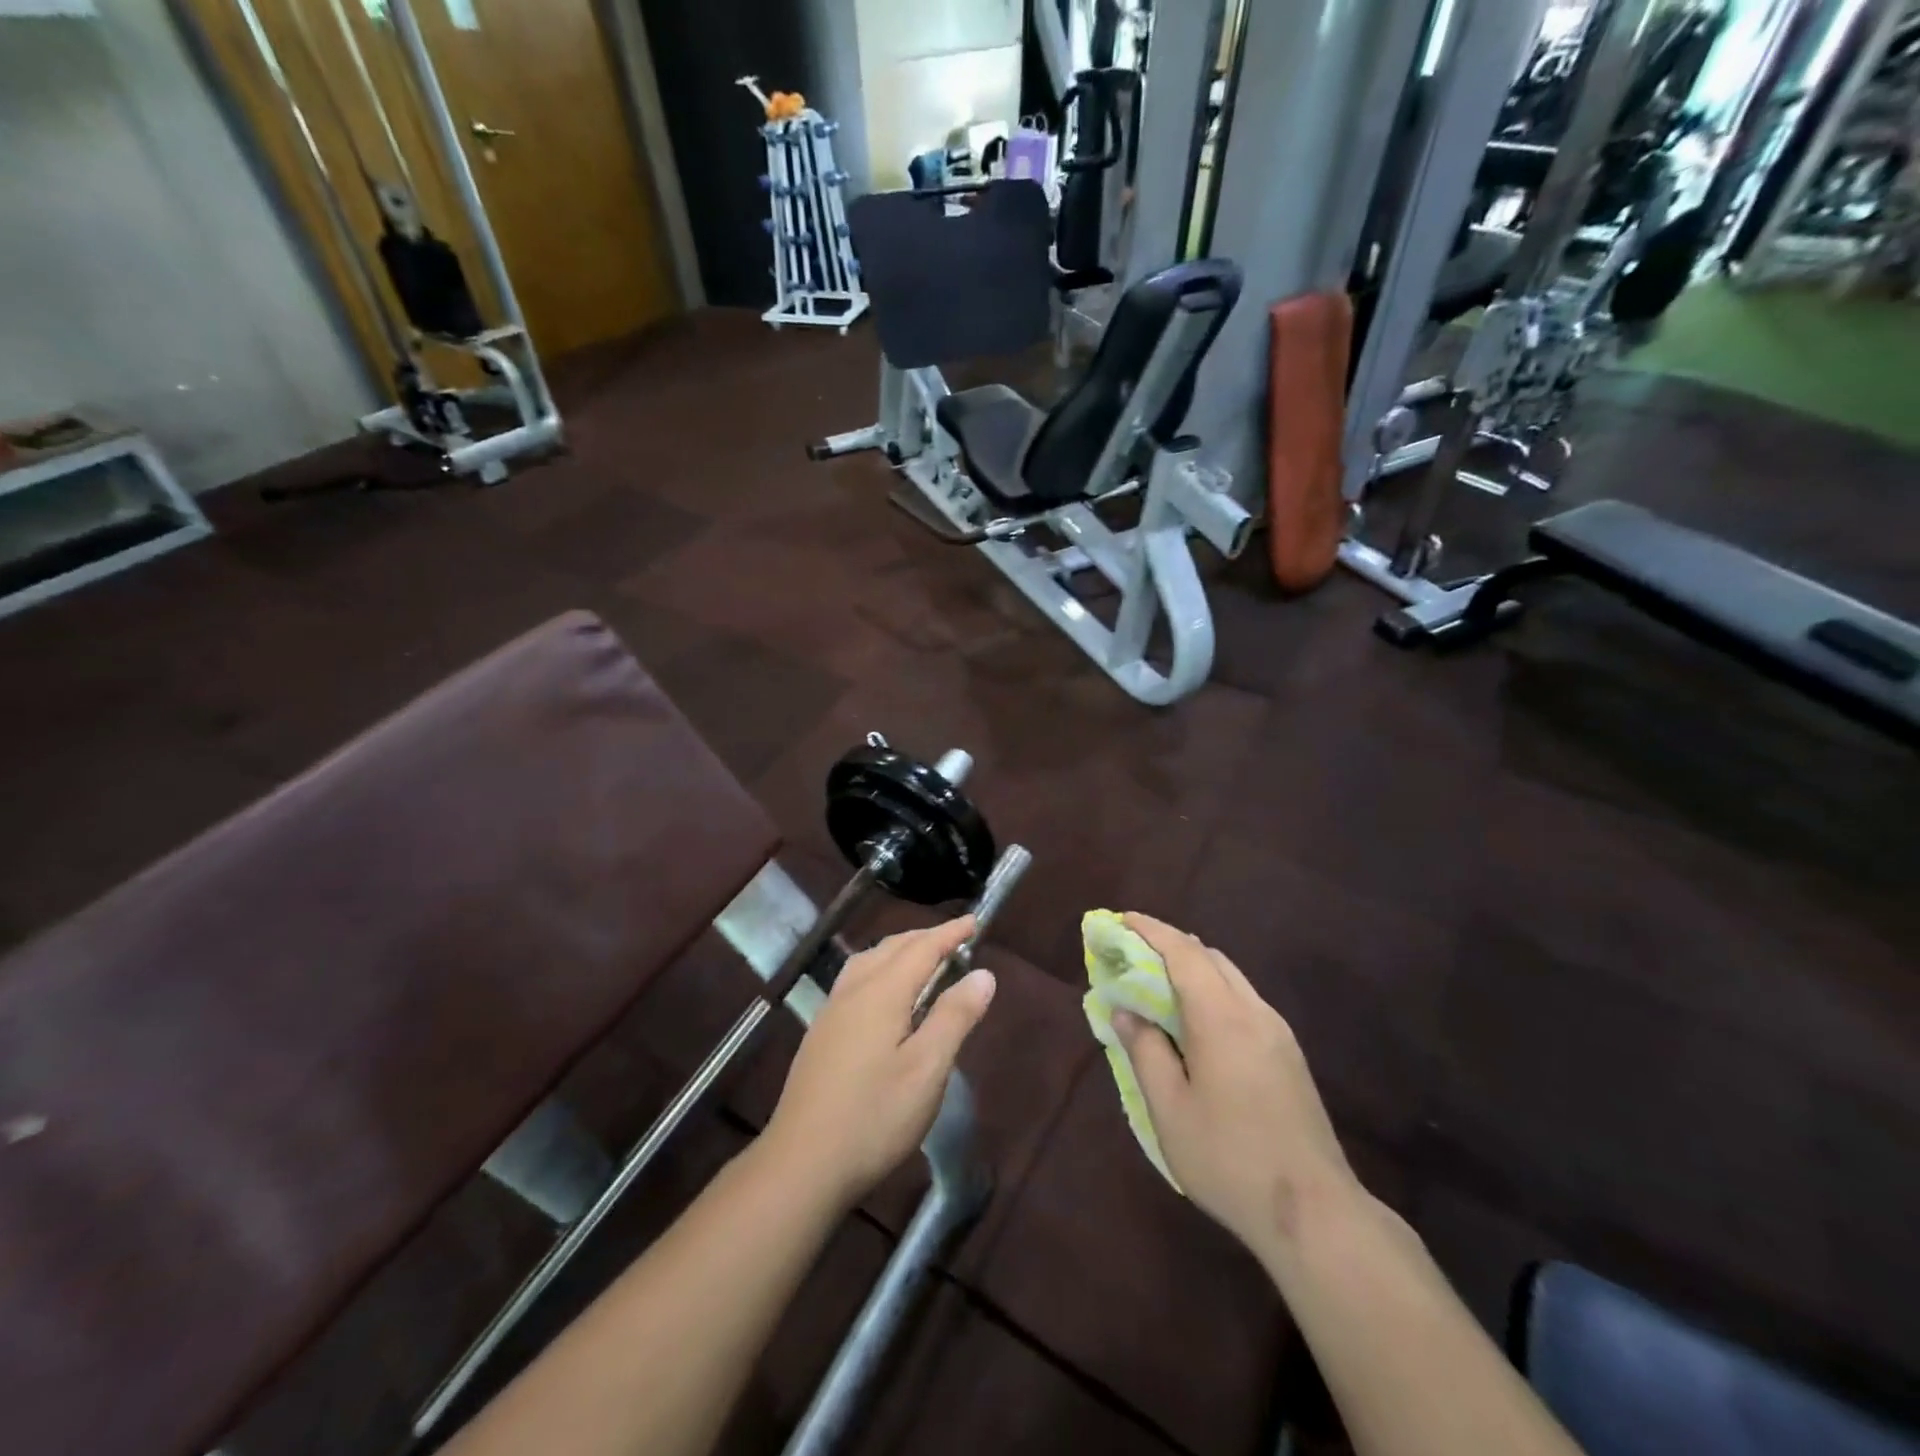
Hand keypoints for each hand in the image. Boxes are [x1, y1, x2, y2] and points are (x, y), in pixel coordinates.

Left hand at [764, 917, 995, 1207]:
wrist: (802, 1163)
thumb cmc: (874, 1116)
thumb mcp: (927, 1069)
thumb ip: (955, 1017)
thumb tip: (982, 974)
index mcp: (881, 993)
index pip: (922, 949)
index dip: (950, 933)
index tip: (974, 922)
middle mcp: (853, 991)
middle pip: (892, 948)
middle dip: (925, 938)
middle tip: (955, 939)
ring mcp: (831, 1012)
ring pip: (868, 961)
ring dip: (899, 951)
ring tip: (922, 958)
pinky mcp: (821, 1034)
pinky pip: (855, 979)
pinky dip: (880, 968)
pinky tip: (883, 994)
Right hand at [1112, 914, 1358, 1264]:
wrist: (1314, 1212)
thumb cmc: (1229, 1158)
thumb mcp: (1170, 1109)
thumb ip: (1145, 1051)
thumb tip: (1126, 1012)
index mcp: (1221, 1017)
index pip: (1183, 952)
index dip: (1150, 930)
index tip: (1121, 919)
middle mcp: (1253, 1011)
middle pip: (1210, 957)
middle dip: (1170, 946)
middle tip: (1133, 955)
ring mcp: (1278, 1032)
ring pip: (1231, 977)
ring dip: (1194, 968)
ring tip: (1160, 986)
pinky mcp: (1290, 1054)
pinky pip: (1244, 1001)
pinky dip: (1213, 991)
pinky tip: (1197, 1022)